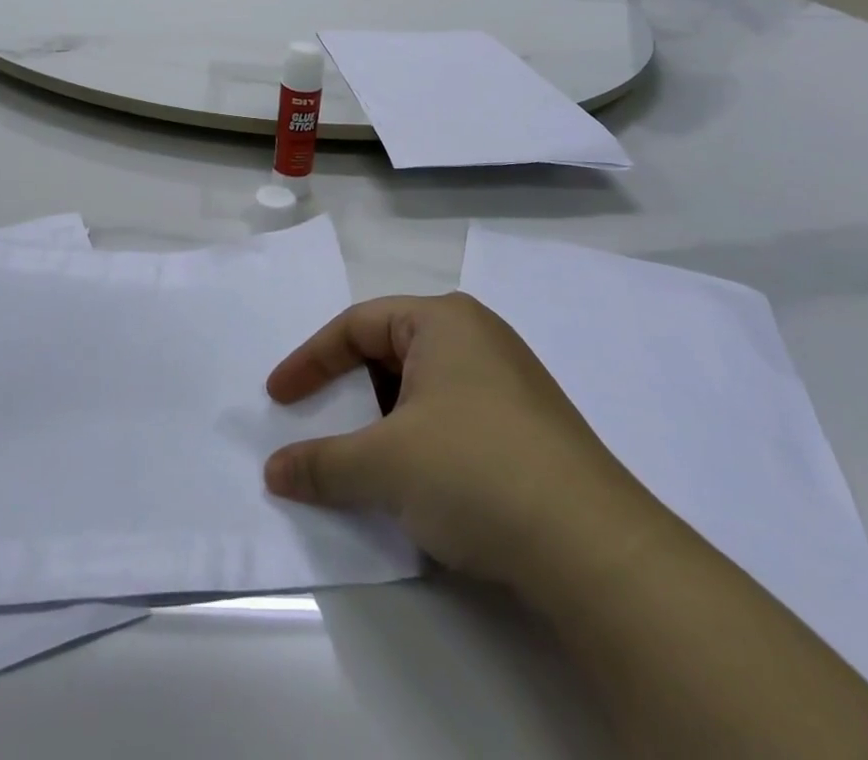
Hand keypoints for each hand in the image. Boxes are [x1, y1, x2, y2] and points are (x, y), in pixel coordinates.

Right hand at [263, 294, 657, 598]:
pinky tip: (416, 481)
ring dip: (383, 419)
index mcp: (443, 320)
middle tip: (319, 422)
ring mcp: (509, 380)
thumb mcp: (384, 465)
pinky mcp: (528, 425)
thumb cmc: (474, 470)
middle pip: (390, 351)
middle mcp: (478, 336)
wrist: (594, 548)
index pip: (357, 325)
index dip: (310, 360)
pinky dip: (419, 438)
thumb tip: (274, 472)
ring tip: (364, 458)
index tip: (277, 398)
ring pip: (422, 387)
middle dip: (349, 389)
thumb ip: (321, 463)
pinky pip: (452, 414)